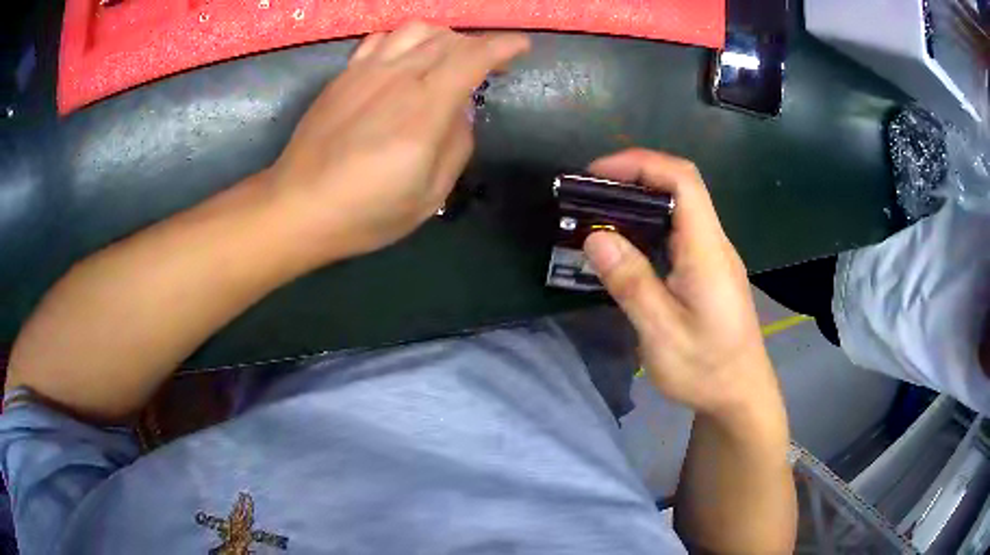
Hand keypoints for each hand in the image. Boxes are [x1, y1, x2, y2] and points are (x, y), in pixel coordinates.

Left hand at [269, 23, 529, 263]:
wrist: (296, 207)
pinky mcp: (343, 76)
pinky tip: (405, 59)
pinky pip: (381, 39)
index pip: (472, 58)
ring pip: (416, 30)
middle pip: (448, 39)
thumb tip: (461, 112)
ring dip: (443, 37)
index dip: (503, 46)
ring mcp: (366, 72)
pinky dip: (404, 39)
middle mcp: (397, 79)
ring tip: (448, 58)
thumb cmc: (364, 212)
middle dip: (478, 45)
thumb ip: (457, 146)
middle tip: (487, 65)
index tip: (521, 47)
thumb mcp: (428, 196)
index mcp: (423, 110)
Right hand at [583, 149, 783, 420]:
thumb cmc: (706, 369)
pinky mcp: (708, 271)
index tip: (596, 174)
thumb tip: (595, 236)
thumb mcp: (662, 333)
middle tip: (588, 196)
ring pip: (677, 209)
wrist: (740, 396)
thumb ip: (631, 283)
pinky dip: (646, 227)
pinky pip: (677, 233)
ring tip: (597, 217)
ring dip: (637, 203)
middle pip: (679, 187)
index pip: (682, 180)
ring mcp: (713, 256)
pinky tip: (625, 248)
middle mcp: (714, 243)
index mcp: (707, 251)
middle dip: (631, 179)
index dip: (639, 163)